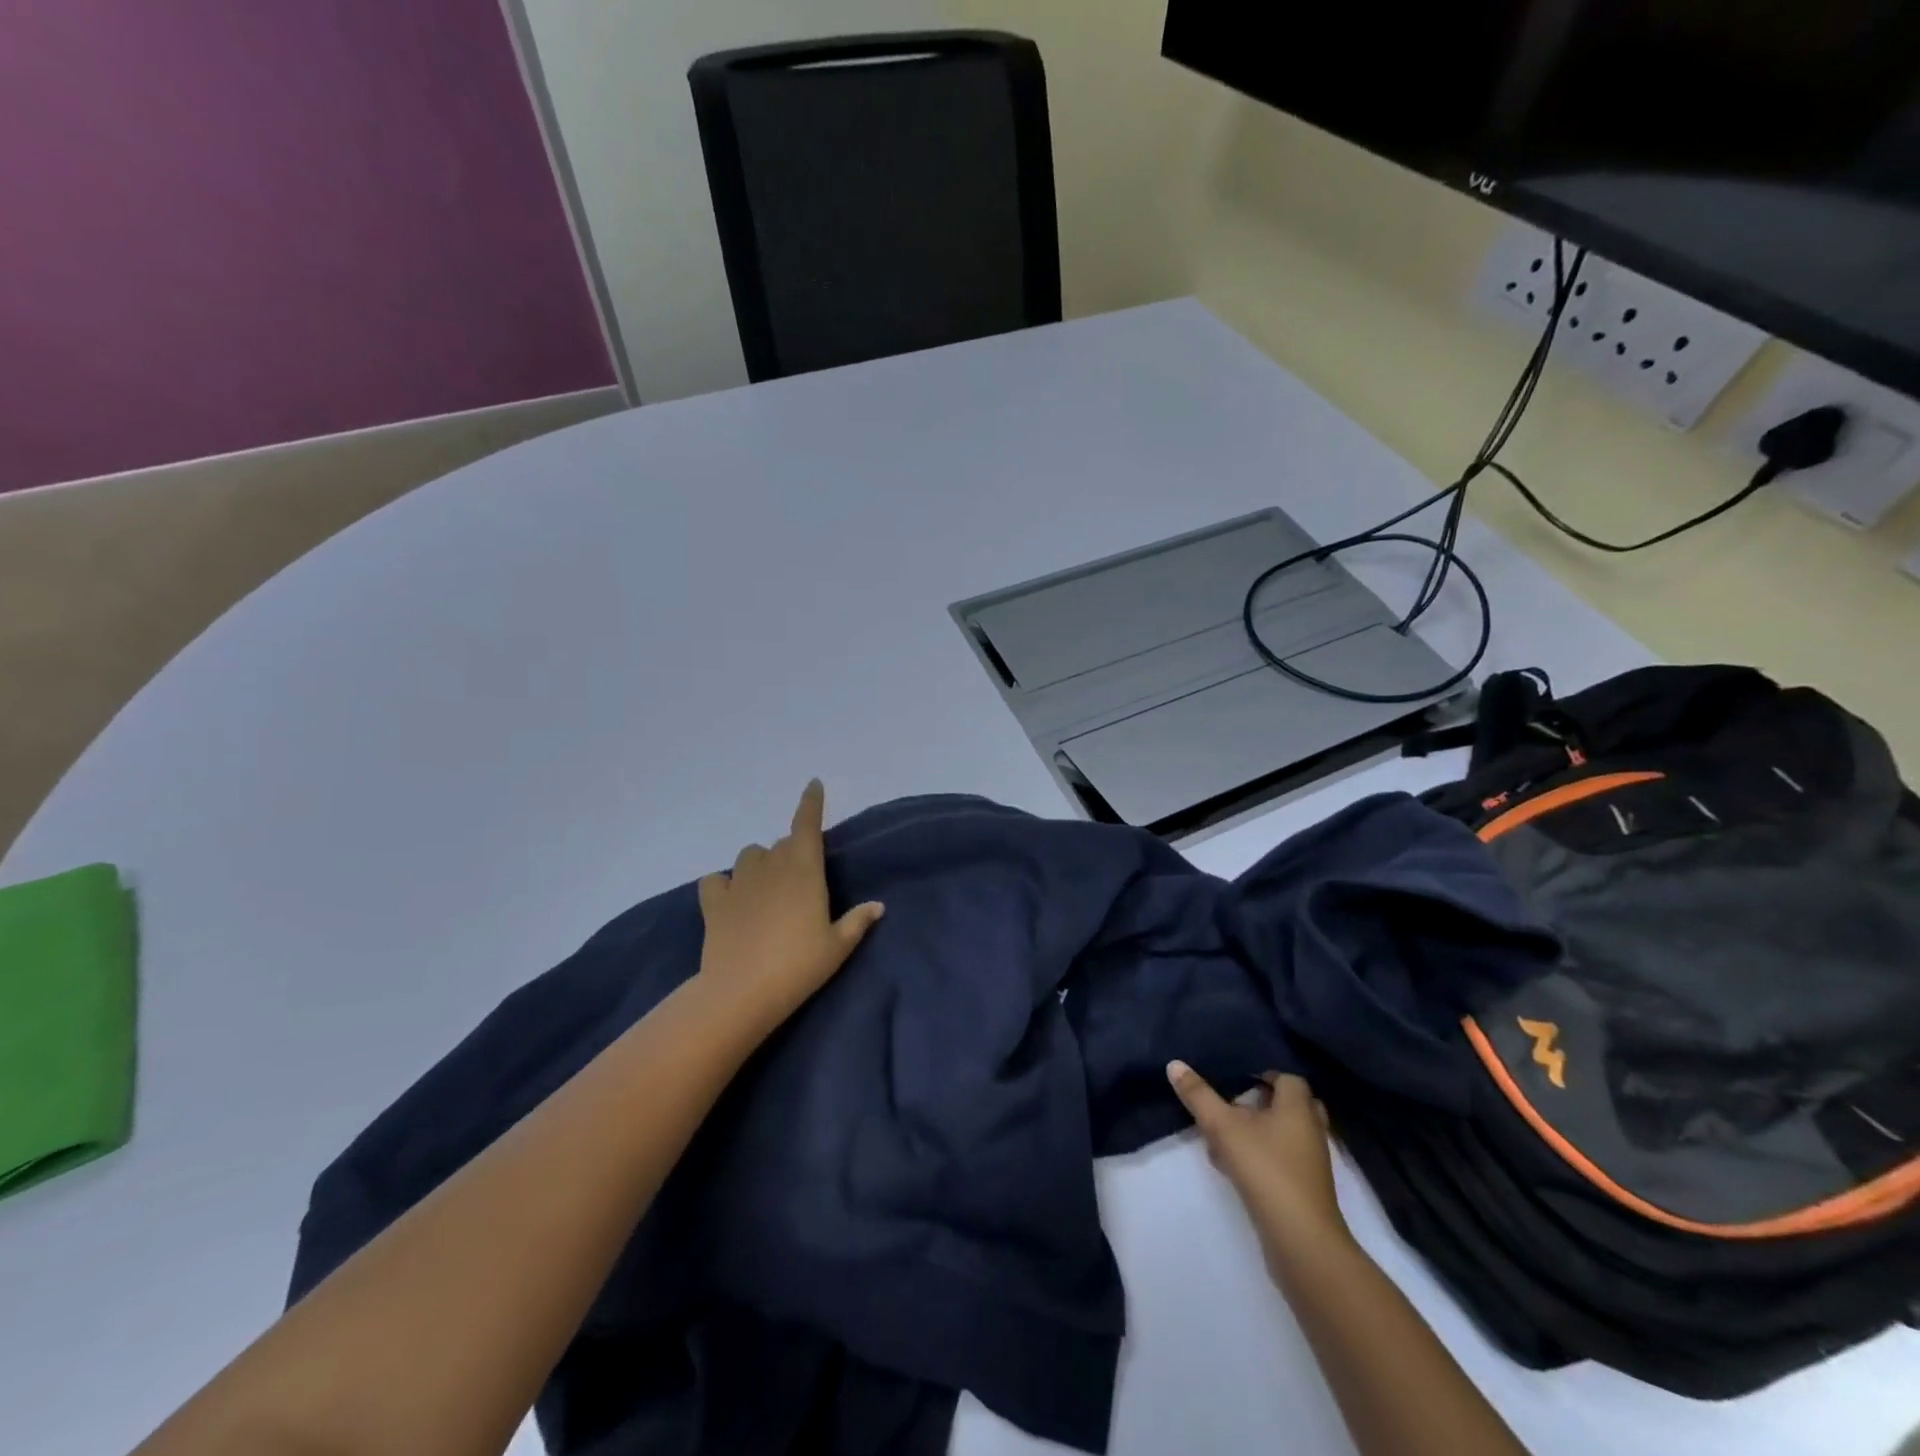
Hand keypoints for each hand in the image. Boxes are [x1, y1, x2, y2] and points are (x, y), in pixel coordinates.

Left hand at [696, 780, 883, 1033]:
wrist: (741, 992)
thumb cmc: (799, 966)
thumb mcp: (837, 947)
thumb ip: (857, 922)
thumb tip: (878, 906)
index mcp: (805, 870)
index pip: (807, 824)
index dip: (811, 802)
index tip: (814, 784)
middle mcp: (772, 867)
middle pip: (783, 843)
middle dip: (793, 850)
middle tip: (801, 878)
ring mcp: (739, 883)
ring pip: (750, 855)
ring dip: (761, 863)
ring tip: (767, 886)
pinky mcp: (714, 902)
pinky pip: (716, 880)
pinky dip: (724, 884)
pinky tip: (731, 899)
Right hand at [1167, 1063, 1350, 1269]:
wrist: (1300, 1241)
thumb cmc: (1266, 1170)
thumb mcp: (1223, 1127)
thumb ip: (1198, 1096)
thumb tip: (1174, 1064)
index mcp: (1298, 1108)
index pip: (1289, 1078)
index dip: (1265, 1074)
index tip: (1236, 1078)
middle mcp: (1310, 1130)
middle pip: (1291, 1105)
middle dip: (1263, 1102)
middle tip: (1234, 1102)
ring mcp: (1311, 1162)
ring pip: (1285, 1134)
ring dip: (1259, 1131)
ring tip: (1224, 1134)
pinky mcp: (1305, 1189)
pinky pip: (1283, 1159)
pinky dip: (1262, 1156)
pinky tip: (1232, 1166)